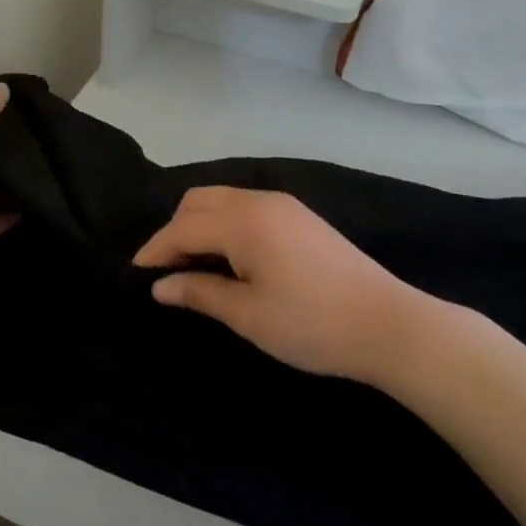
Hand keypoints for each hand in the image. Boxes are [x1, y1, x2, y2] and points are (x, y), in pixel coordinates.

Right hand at [133, 186, 464, 385]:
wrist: (390, 325)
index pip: (183, 228)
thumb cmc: (312, 324)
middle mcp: (260, 202)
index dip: (156, 250)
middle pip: (199, 201)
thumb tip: (161, 286)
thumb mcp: (248, 315)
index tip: (135, 273)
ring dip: (199, 224)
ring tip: (192, 264)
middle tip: (165, 270)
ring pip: (223, 201)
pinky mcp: (301, 218)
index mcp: (243, 221)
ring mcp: (284, 206)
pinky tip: (228, 256)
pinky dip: (224, 224)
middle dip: (174, 230)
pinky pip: (246, 208)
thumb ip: (200, 293)